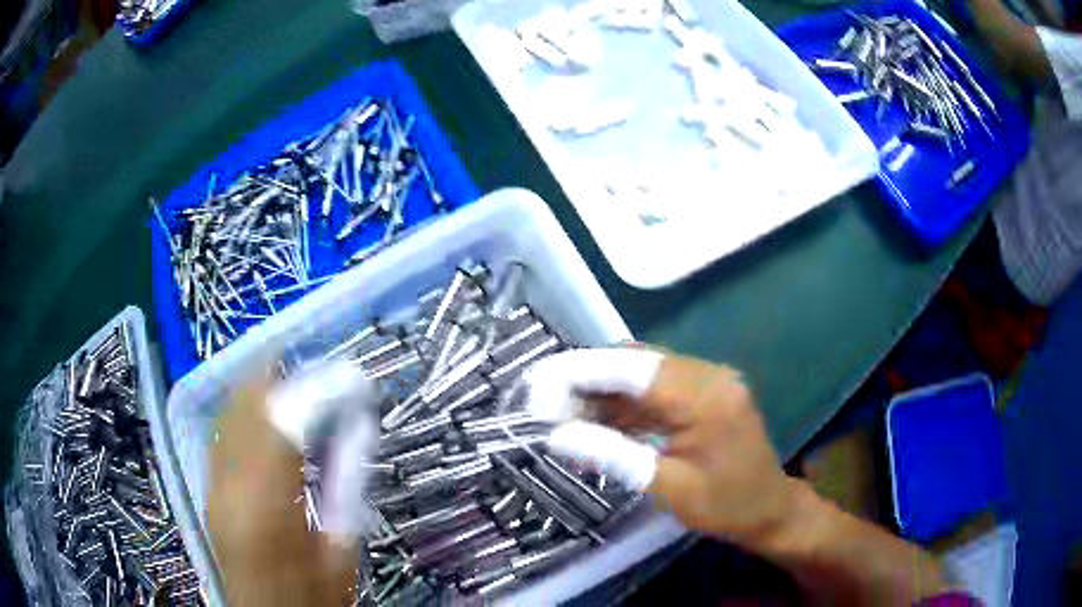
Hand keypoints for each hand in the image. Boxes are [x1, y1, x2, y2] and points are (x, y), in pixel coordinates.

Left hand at [209, 361, 380, 606]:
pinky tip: (272, 407)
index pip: (286, 420)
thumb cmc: (311, 595)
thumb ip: (346, 482)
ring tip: (305, 377)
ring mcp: (212, 480)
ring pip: (231, 409)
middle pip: (248, 402)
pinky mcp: (209, 484)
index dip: (322, 388)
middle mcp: (228, 482)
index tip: (358, 378)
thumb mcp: (341, 550)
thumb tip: (360, 424)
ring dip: (267, 386)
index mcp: (266, 506)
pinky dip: (250, 407)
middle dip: (288, 373)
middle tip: (330, 368)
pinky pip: (225, 428)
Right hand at [524, 349, 794, 548]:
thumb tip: (557, 437)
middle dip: (586, 379)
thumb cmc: (726, 506)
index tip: (540, 381)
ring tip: (561, 413)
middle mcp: (708, 376)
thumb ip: (614, 456)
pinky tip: (595, 419)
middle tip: (544, 402)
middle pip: (636, 363)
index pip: (635, 370)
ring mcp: (707, 381)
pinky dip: (623, 402)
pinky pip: (655, 388)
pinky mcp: (702, 393)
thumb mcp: (668, 488)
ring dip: (602, 391)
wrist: (769, 509)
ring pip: (642, 373)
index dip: (583, 371)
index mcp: (706, 397)